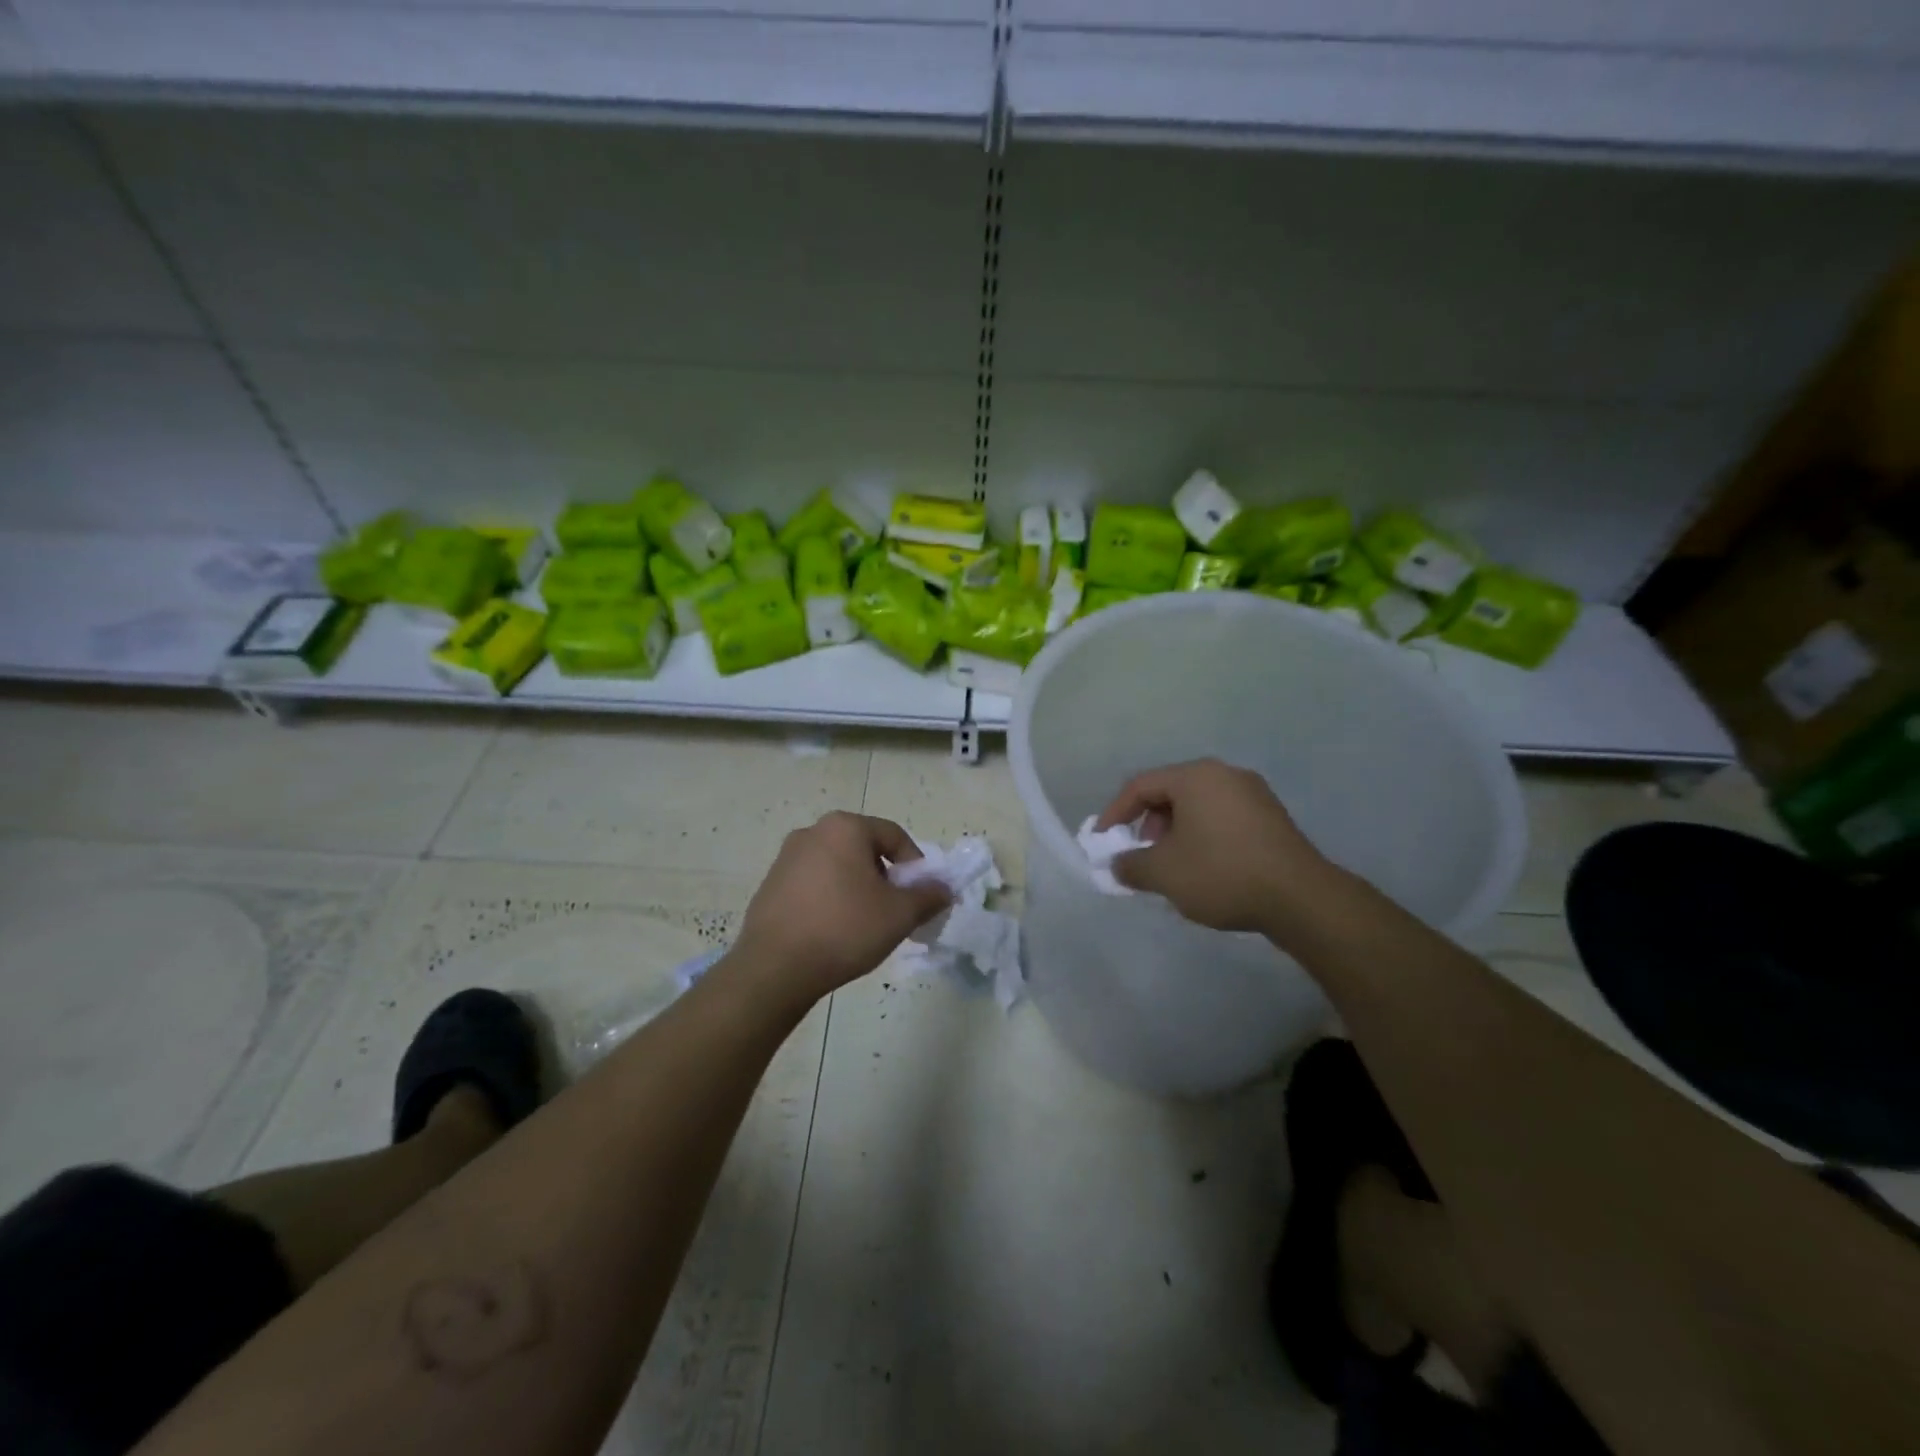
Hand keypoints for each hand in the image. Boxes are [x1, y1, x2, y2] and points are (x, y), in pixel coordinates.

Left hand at [728, 811, 950, 1006]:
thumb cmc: (844, 929)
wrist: (775, 968)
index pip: (894, 836)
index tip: (920, 896)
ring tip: (864, 924)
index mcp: (845, 828)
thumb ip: (928, 896)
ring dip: (857, 888)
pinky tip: (833, 931)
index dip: (915, 865)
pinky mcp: (770, 885)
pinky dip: (830, 899)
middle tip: (894, 911)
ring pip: (838, 866)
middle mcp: (813, 832)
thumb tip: (943, 888)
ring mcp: (786, 858)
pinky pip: (813, 884)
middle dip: (885, 877)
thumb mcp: (899, 915)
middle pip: (864, 849)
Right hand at [1094, 758, 1335, 937]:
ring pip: (1198, 805)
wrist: (1301, 898)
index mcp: (1195, 776)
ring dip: (1175, 831)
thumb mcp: (1164, 873)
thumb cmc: (1221, 873)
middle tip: (1142, 854)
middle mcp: (1225, 774)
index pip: (1141, 785)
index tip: (1103, 841)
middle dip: (1148, 823)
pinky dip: (1203, 835)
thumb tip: (1117, 865)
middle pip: (1171, 791)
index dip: (1115, 813)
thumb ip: (1130, 865)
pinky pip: (1223, 817)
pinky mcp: (1272, 817)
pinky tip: (1205, 868)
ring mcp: (1253, 793)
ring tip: (1172, 865)